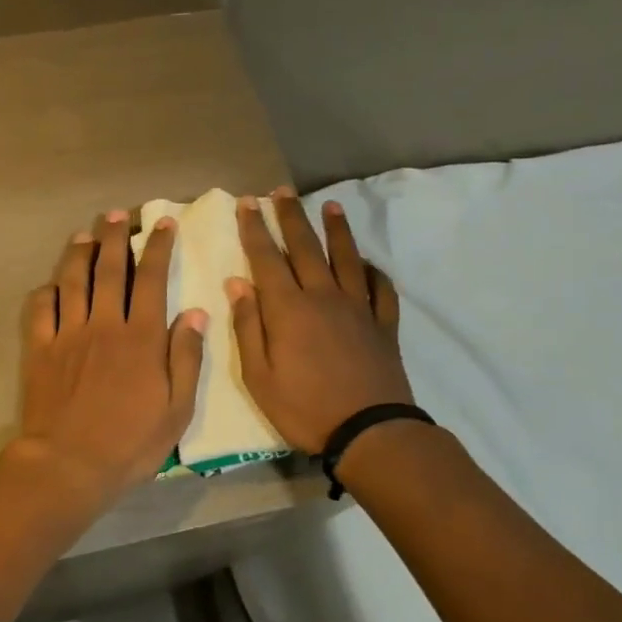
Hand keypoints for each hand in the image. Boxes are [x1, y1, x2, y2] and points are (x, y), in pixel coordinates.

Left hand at [11, 210, 206, 503]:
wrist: (69, 464)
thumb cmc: (130, 443)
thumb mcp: (177, 410)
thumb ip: (187, 359)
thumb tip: (197, 314)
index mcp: (141, 337)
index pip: (152, 279)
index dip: (158, 248)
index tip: (163, 224)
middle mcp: (104, 325)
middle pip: (109, 270)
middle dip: (115, 237)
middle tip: (117, 215)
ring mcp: (68, 334)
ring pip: (72, 281)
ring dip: (79, 253)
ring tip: (84, 234)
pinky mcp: (40, 349)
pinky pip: (40, 309)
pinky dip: (46, 291)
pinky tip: (52, 284)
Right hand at [227, 190, 414, 453]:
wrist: (369, 431)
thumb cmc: (303, 408)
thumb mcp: (258, 376)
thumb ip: (248, 327)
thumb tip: (238, 284)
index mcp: (288, 309)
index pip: (266, 258)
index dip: (255, 229)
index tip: (248, 202)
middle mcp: (323, 297)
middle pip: (305, 248)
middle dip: (290, 217)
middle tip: (282, 191)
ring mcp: (358, 308)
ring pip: (346, 258)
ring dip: (336, 230)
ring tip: (330, 206)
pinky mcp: (383, 325)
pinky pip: (380, 289)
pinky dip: (373, 271)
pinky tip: (367, 263)